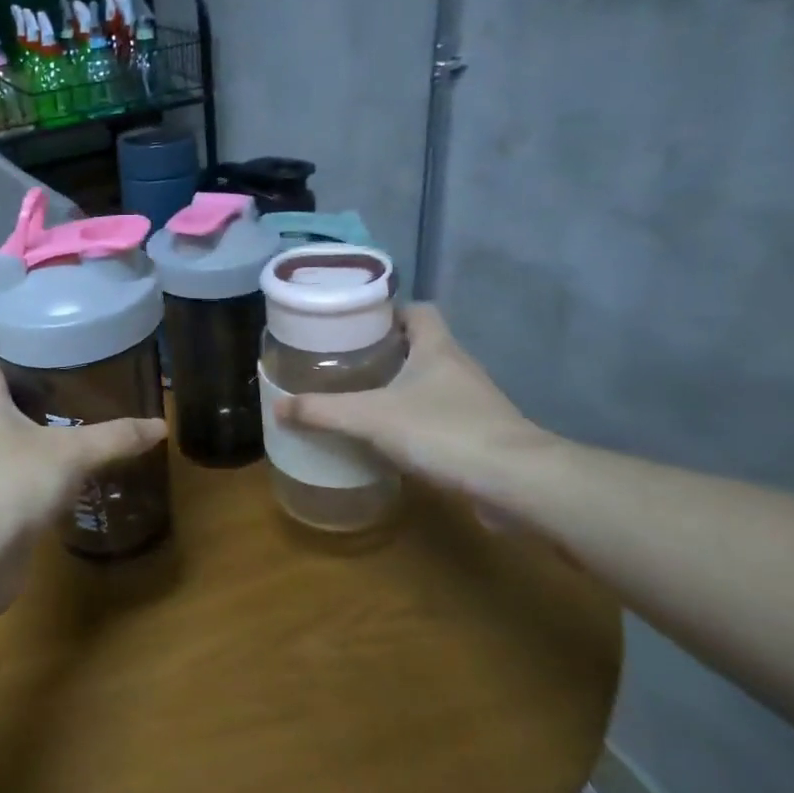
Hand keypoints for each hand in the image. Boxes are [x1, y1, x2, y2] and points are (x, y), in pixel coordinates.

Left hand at [0, 349, 166, 563]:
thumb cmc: (12, 484)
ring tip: (82, 428)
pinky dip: (41, 474)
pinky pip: (18, 478)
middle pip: (2, 400)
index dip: (10, 347)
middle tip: (80, 385)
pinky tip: (72, 478)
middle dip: (37, 392)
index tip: (46, 342)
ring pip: (12, 442)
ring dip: (41, 435)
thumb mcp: (71, 453)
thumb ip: (115, 437)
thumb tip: (160, 425)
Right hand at [276, 304, 554, 502]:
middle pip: (421, 345)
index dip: (390, 311)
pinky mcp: (479, 435)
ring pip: (431, 382)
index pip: (418, 310)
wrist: (515, 482)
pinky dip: (415, 421)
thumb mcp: (370, 418)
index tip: (357, 324)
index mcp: (437, 347)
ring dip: (401, 387)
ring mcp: (473, 402)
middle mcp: (458, 367)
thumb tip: (277, 407)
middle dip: (386, 352)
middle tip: (346, 363)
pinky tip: (389, 438)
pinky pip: (440, 416)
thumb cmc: (443, 431)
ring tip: (360, 398)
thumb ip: (322, 411)